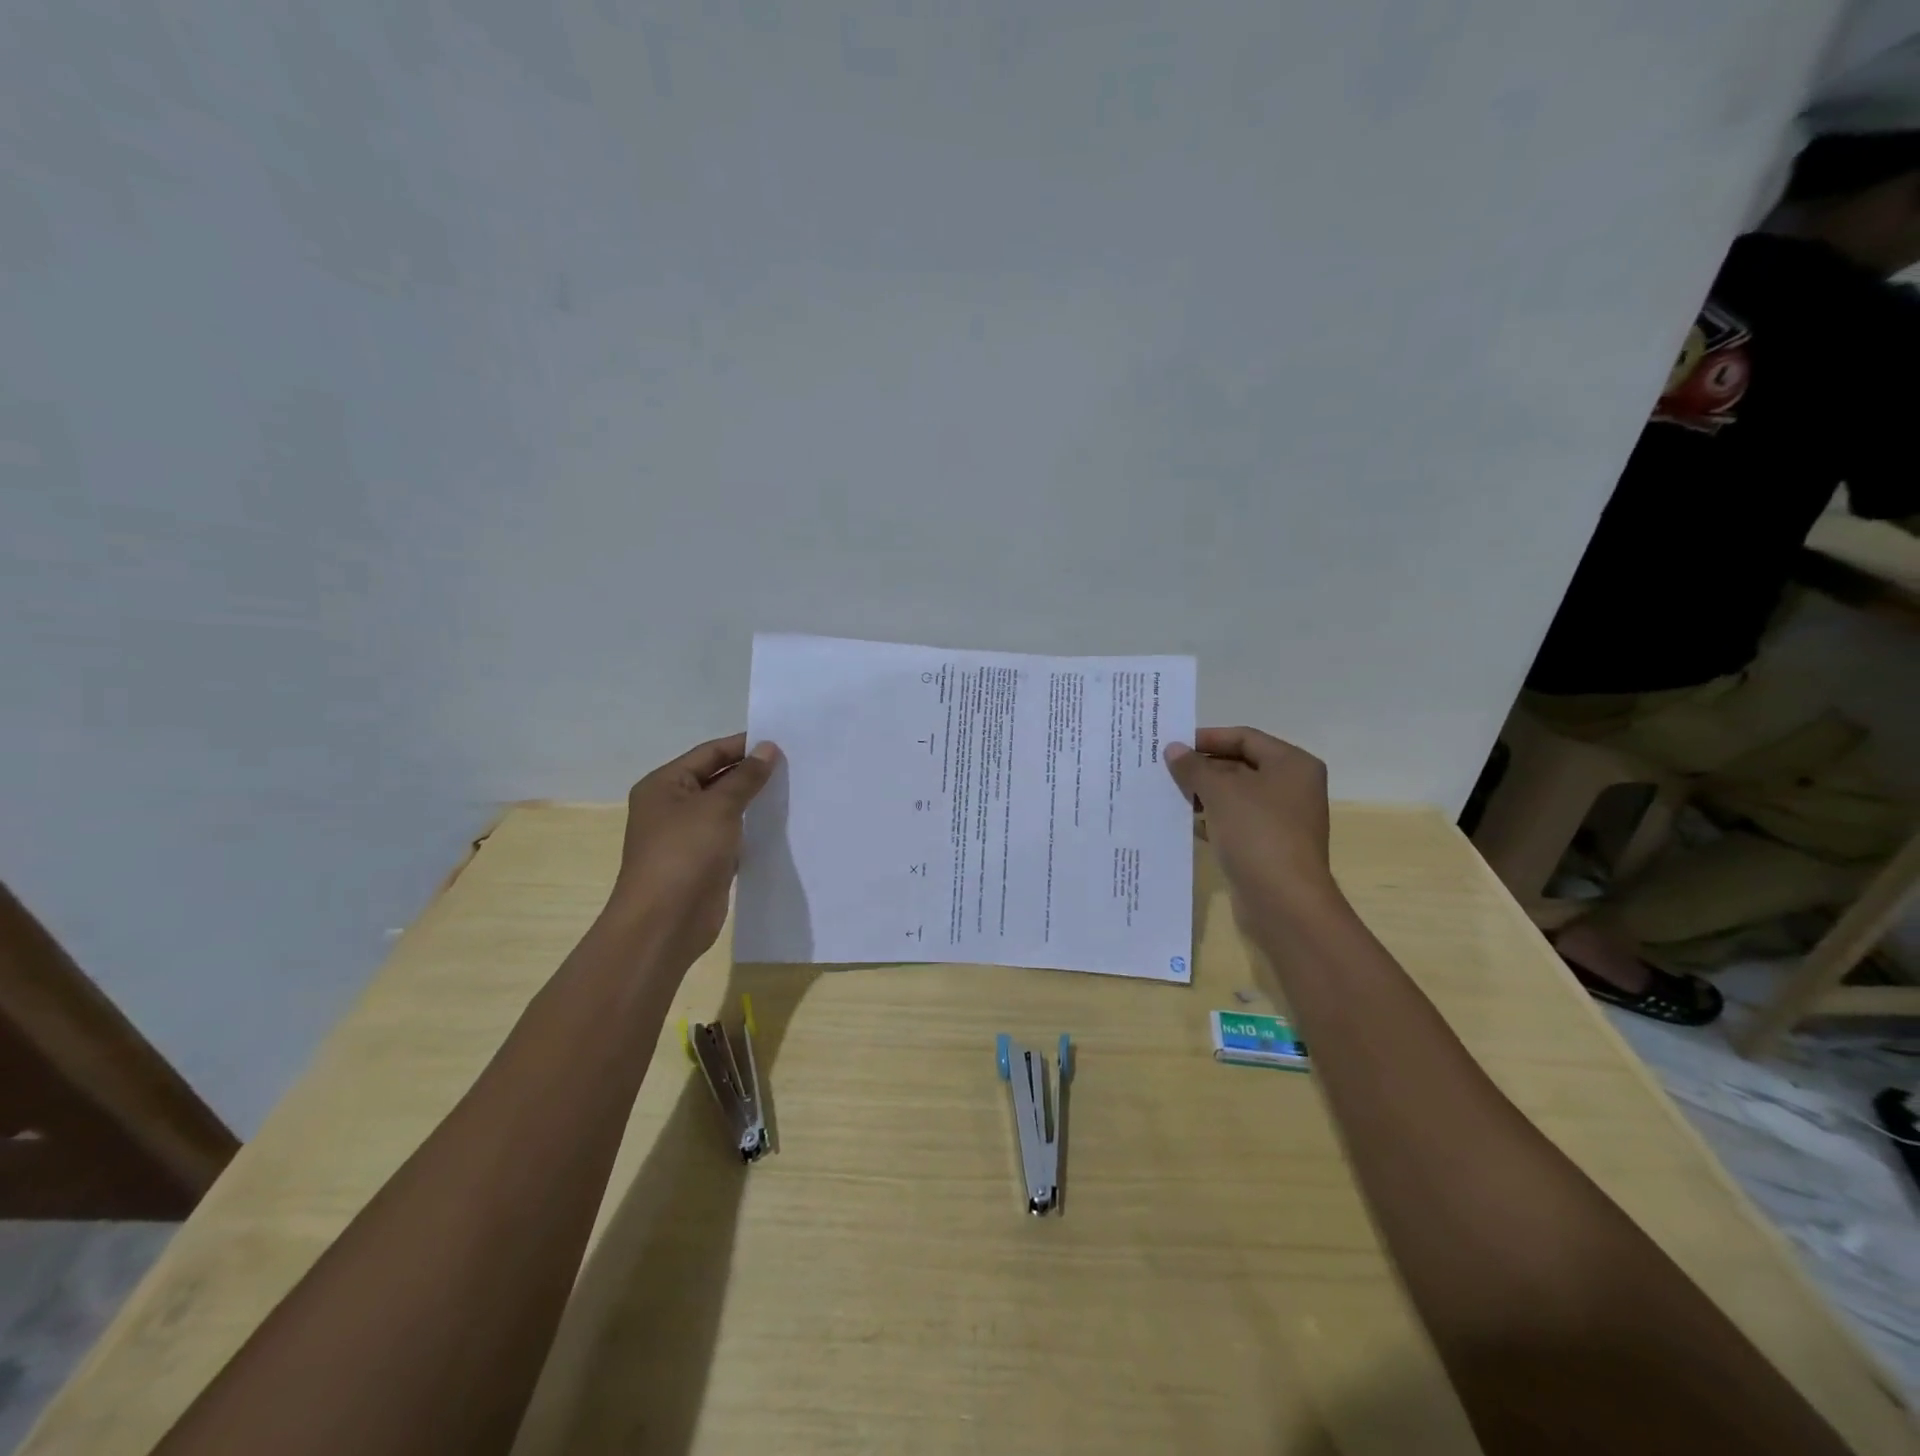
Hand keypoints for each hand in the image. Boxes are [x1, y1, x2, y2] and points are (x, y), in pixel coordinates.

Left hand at [608, 733, 779, 969]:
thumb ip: (746, 777)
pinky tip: (780, 824)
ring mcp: (687, 836)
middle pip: (717, 779)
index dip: (744, 746)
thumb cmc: (685, 854)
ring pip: (726, 809)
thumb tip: (768, 748)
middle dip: (752, 773)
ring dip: (754, 802)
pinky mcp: (704, 862)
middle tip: (795, 765)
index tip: (782, 742)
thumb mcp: (719, 807)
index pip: (709, 753)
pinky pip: (732, 836)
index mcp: (664, 785)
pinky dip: (752, 829)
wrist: (665, 922)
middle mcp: (672, 806)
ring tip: (794, 790)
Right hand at [1163, 727, 1337, 918]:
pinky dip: (1213, 819)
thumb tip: (1174, 749)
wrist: (1283, 901)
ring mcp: (1283, 819)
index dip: (1208, 738)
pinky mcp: (1270, 846)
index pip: (1245, 737)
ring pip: (1236, 796)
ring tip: (1171, 795)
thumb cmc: (1257, 833)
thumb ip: (1193, 767)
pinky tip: (1188, 824)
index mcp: (1292, 764)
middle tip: (1166, 771)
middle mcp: (1293, 787)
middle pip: (1241, 765)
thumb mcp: (1219, 792)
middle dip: (1203, 768)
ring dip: (1205, 794)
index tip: (1174, 745)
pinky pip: (1237, 823)